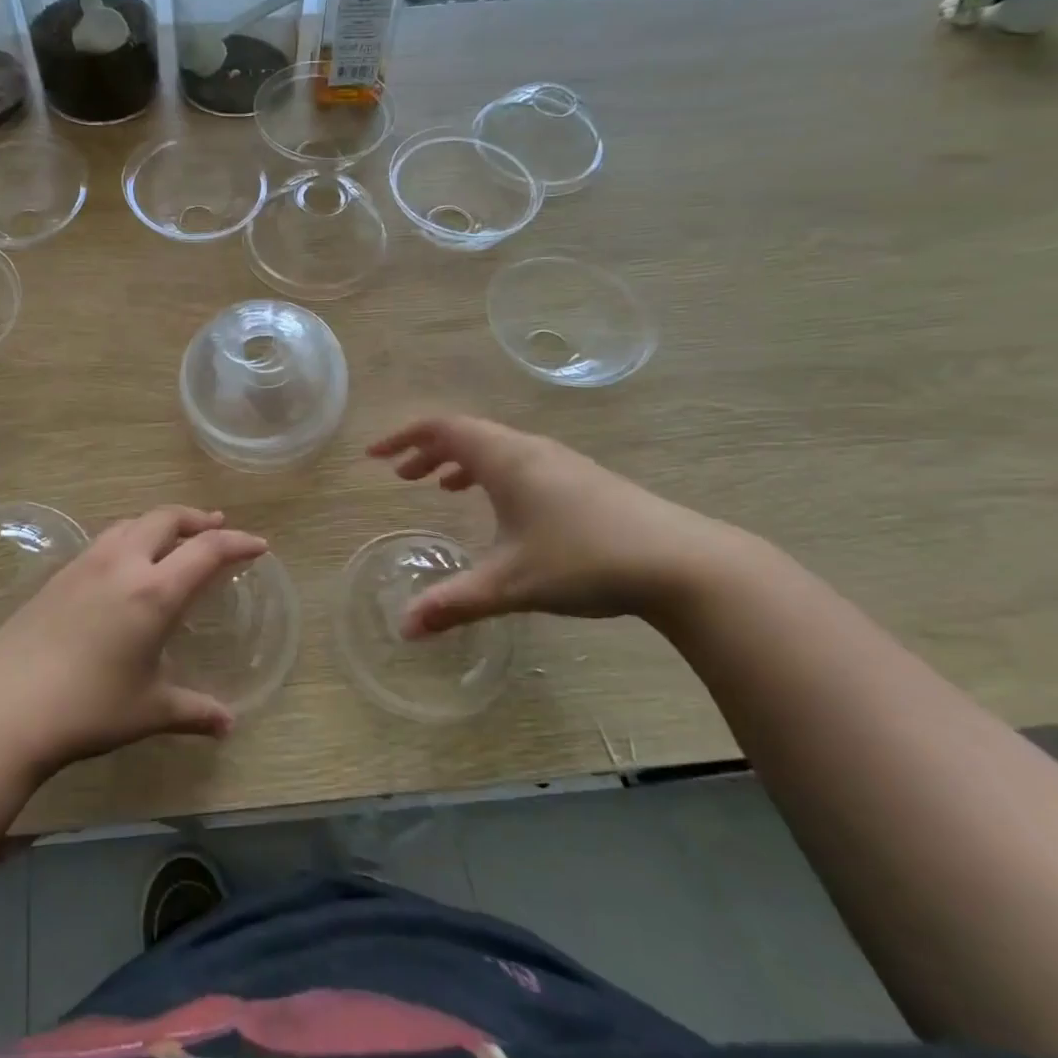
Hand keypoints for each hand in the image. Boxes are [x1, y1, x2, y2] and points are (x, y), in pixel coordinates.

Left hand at [0, 506, 267, 777]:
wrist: (2, 709)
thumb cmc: (87, 709)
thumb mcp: (148, 711)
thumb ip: (193, 711)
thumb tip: (227, 724)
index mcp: (154, 591)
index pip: (206, 550)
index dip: (237, 542)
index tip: (258, 545)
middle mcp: (122, 564)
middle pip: (166, 518)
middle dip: (197, 518)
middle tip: (216, 525)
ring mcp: (85, 564)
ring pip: (131, 523)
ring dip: (160, 523)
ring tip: (173, 538)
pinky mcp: (58, 575)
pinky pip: (105, 540)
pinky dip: (130, 537)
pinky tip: (126, 564)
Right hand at [368, 416, 733, 633]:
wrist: (682, 562)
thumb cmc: (584, 560)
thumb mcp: (510, 583)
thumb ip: (454, 603)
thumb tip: (403, 629)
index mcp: (505, 458)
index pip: (441, 429)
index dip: (402, 438)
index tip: (374, 457)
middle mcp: (529, 449)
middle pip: (466, 434)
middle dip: (427, 451)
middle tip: (401, 475)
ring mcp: (560, 462)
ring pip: (496, 448)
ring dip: (460, 462)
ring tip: (438, 486)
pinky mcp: (583, 480)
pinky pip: (519, 463)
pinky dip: (491, 474)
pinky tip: (499, 508)